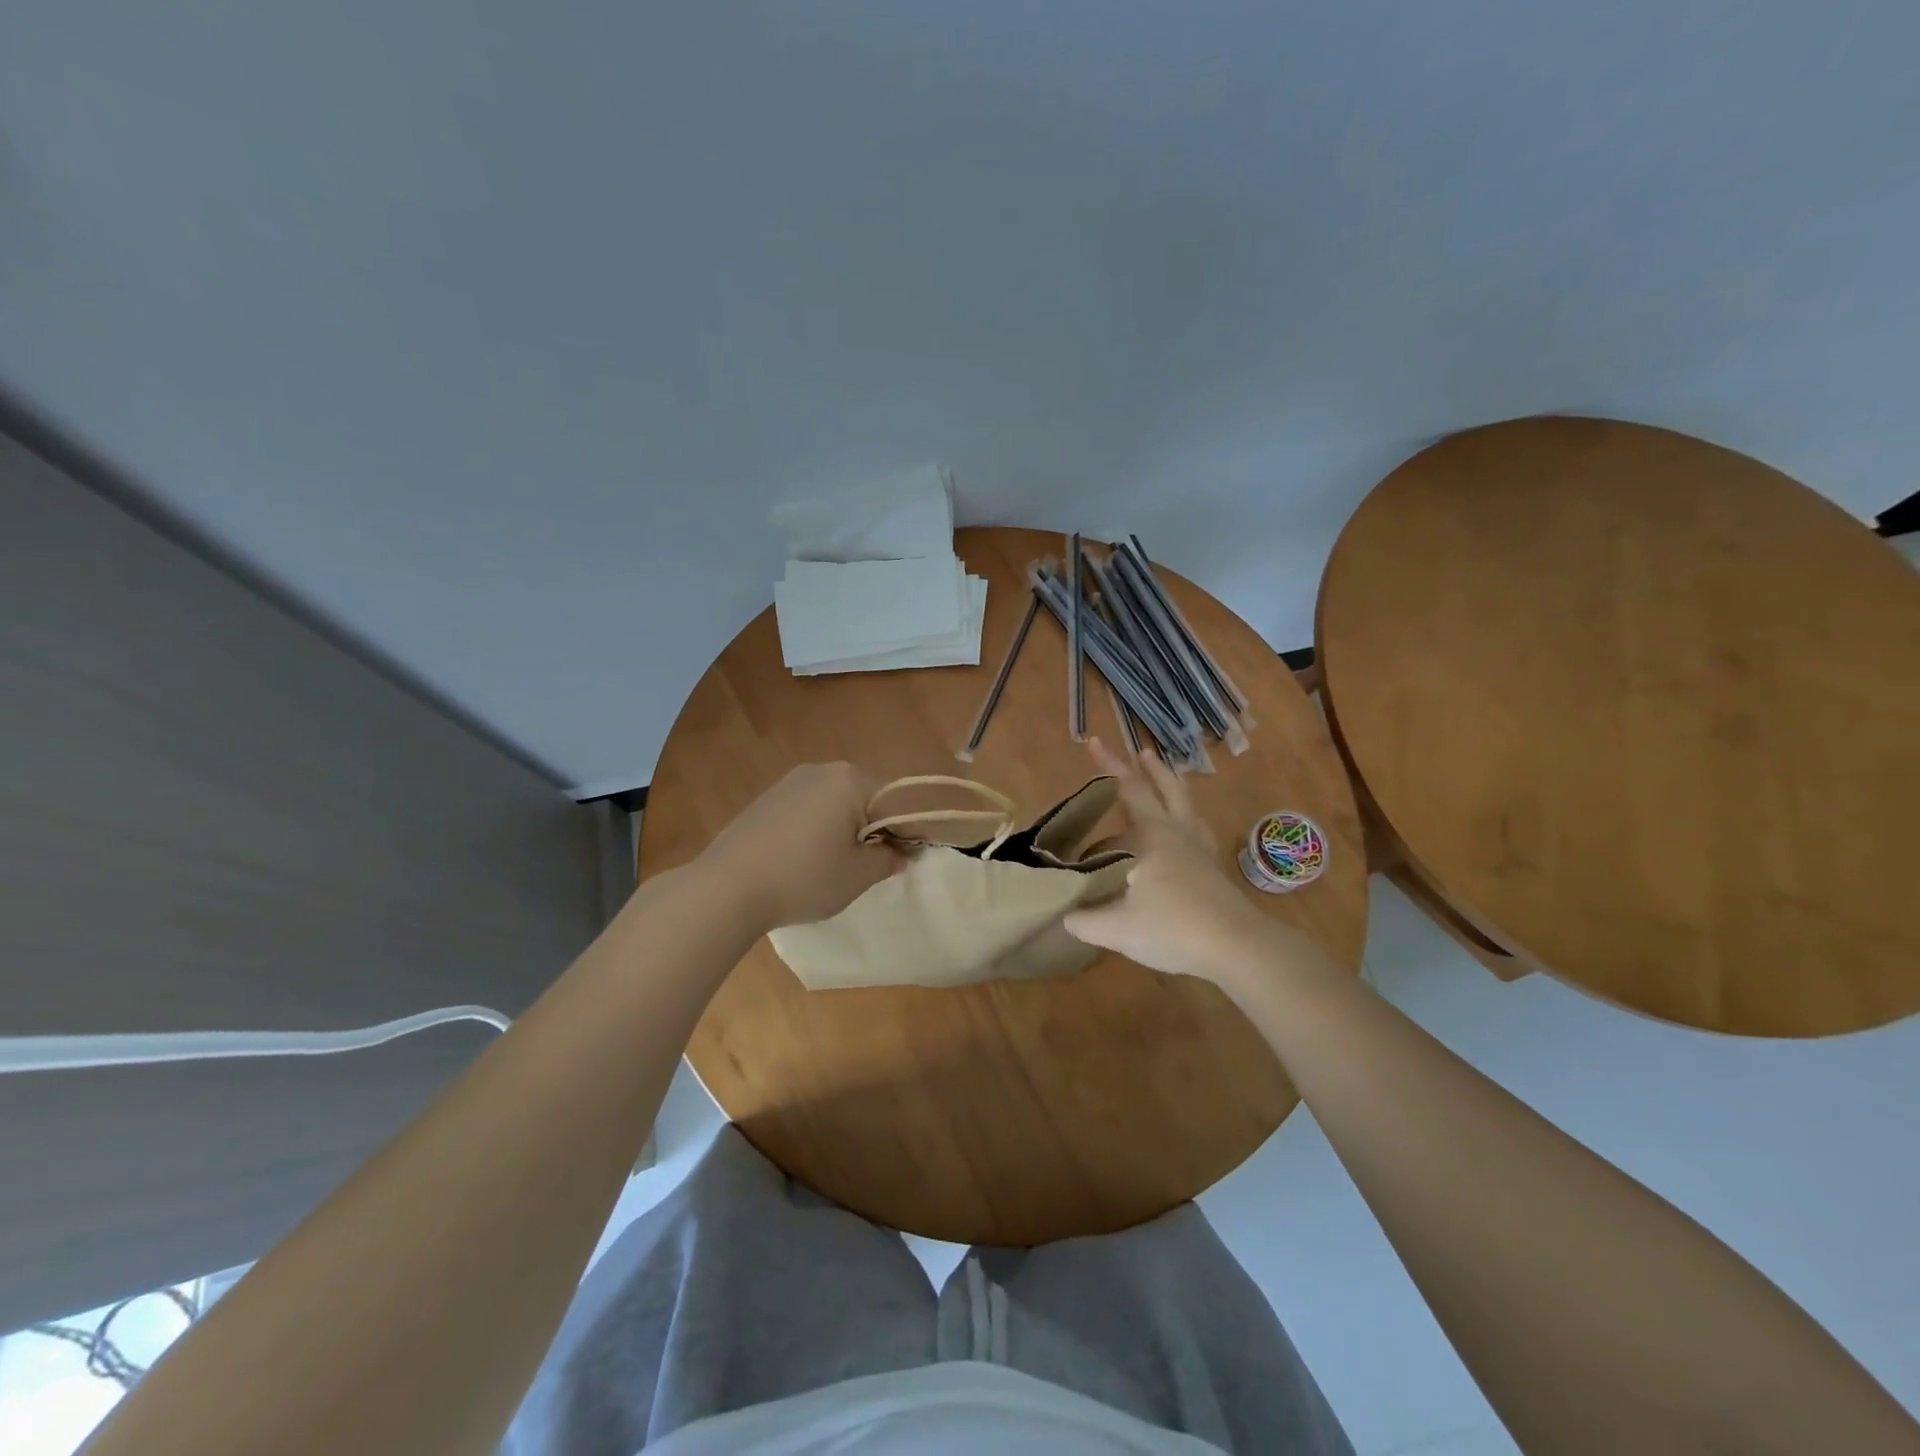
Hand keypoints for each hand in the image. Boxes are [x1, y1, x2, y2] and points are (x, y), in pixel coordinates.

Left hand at [701, 762, 900, 931]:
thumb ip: (887, 860)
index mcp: (852, 780)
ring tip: (836, 865)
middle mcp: (823, 770)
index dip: (909, 833)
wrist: (726, 887)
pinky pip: (808, 808)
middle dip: (876, 828)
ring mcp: (791, 781)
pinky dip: (818, 828)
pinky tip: (805, 858)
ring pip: (835, 802)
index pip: (897, 803)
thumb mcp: (857, 876)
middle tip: (871, 866)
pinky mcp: (767, 798)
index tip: (910, 861)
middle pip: (866, 797)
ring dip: (846, 828)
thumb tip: (900, 853)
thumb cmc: (804, 878)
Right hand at [1064, 738, 1270, 981]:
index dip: (1109, 766)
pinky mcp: (1212, 870)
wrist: (1237, 948)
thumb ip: (1085, 921)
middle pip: (1165, 790)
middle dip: (1147, 770)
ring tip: (1166, 776)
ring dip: (1173, 787)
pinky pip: (1196, 830)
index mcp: (1152, 835)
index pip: (1128, 789)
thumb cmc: (1173, 928)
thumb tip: (1065, 915)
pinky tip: (1183, 831)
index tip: (1093, 742)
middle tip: (1139, 753)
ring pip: (1186, 806)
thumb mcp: (1117, 928)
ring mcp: (1199, 850)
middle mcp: (1177, 833)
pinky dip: (1186, 818)